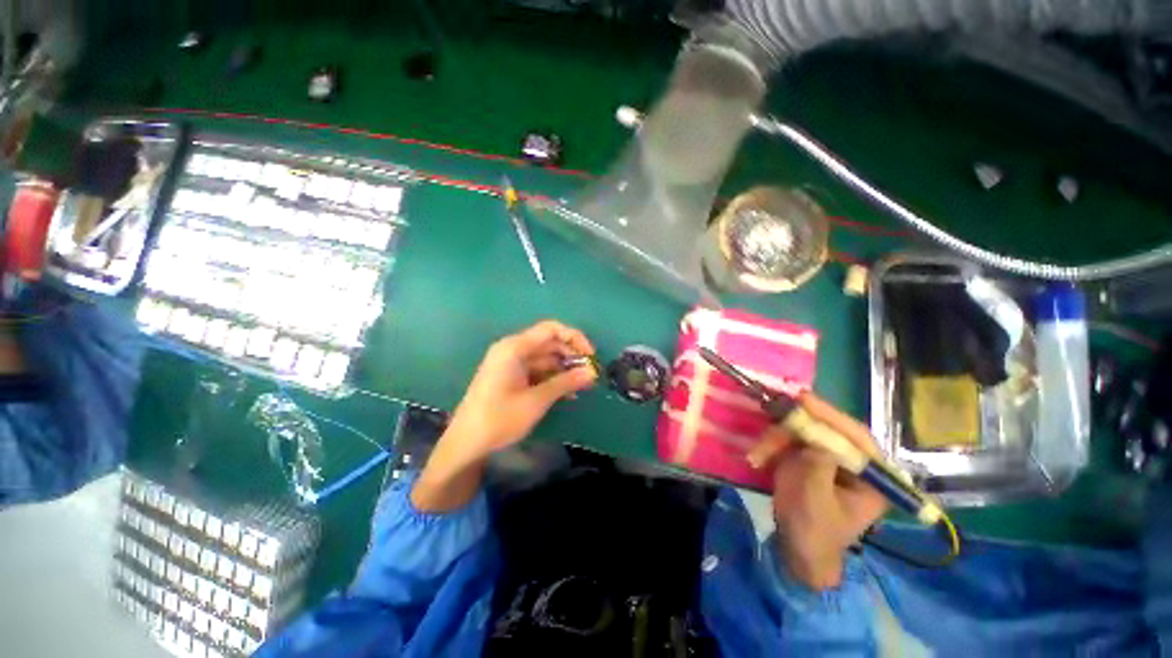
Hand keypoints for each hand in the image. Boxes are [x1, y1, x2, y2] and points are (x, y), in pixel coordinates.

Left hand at [412, 320, 596, 511]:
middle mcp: (512, 349)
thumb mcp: (536, 400)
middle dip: (571, 356)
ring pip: (545, 358)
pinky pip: (537, 370)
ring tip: (582, 385)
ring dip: (564, 369)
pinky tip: (567, 392)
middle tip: (589, 374)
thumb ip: (565, 382)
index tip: (590, 355)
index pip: (551, 329)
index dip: (574, 338)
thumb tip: (592, 372)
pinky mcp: (511, 376)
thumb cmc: (499, 419)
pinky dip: (552, 378)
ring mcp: (511, 363)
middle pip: (549, 343)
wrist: (466, 443)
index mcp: (514, 348)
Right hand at [766, 413, 888, 589]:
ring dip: (776, 440)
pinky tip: (757, 456)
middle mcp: (853, 462)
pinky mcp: (808, 457)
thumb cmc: (813, 531)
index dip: (831, 416)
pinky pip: (788, 440)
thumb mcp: (815, 501)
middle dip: (794, 428)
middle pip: (826, 430)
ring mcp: (829, 458)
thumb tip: (816, 439)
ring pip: (802, 433)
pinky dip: (771, 445)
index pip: (856, 437)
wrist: (798, 549)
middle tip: (770, 417)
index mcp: (873, 476)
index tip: (803, 399)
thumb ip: (819, 468)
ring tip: (757, 455)